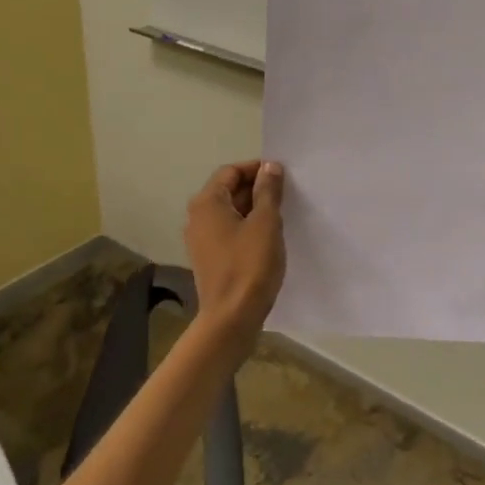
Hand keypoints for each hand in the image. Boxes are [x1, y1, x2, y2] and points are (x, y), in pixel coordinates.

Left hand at [185, 161, 286, 346]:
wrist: (231, 318)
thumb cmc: (249, 265)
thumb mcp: (265, 223)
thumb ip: (268, 191)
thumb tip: (269, 166)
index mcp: (207, 202)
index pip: (231, 171)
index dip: (256, 169)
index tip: (282, 175)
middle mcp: (197, 217)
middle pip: (228, 190)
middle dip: (256, 188)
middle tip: (286, 194)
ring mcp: (200, 239)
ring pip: (229, 212)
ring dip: (253, 209)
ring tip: (281, 215)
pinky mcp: (208, 258)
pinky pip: (228, 231)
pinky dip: (247, 227)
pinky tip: (267, 238)